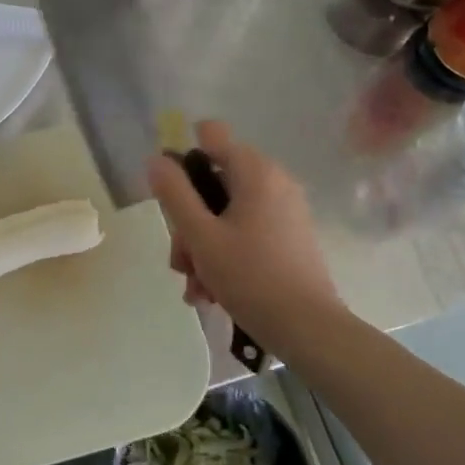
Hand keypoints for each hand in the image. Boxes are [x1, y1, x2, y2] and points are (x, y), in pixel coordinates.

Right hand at [146, 120, 343, 353]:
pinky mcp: (289, 238)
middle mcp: (273, 182)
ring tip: (196, 287)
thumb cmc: (251, 276)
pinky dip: (225, 255)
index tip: (171, 196)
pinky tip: (211, 292)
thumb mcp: (201, 236)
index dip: (183, 158)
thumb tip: (156, 159)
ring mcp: (284, 211)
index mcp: (255, 171)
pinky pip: (246, 233)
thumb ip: (174, 194)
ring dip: (202, 247)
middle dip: (189, 222)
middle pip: (213, 183)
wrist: (308, 330)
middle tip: (181, 262)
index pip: (210, 135)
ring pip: (225, 214)